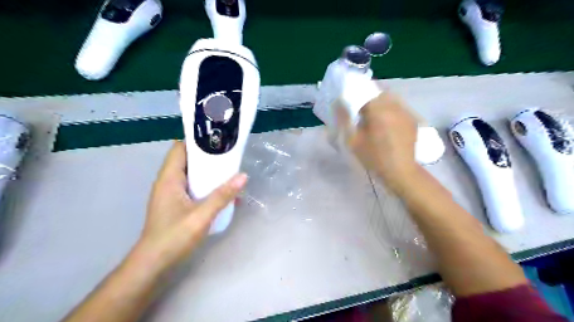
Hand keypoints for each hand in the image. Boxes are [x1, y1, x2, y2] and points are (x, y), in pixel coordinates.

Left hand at [133, 140, 247, 273]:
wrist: (154, 264)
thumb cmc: (173, 237)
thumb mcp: (201, 216)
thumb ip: (222, 195)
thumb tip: (243, 176)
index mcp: (169, 178)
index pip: (180, 148)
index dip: (197, 141)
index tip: (218, 139)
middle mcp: (169, 182)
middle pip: (188, 159)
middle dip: (208, 156)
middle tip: (230, 154)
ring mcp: (172, 193)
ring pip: (192, 174)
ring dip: (209, 171)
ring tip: (230, 169)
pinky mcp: (177, 203)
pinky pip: (193, 187)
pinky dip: (206, 185)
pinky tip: (223, 192)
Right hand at [345, 92, 419, 195]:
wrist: (400, 171)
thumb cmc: (374, 158)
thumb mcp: (354, 141)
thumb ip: (345, 119)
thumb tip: (339, 102)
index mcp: (378, 110)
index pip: (365, 90)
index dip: (356, 93)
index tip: (350, 102)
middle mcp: (394, 106)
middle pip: (379, 92)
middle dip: (369, 96)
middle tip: (361, 110)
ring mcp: (406, 111)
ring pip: (391, 98)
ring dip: (380, 102)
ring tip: (374, 116)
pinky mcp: (412, 119)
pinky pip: (399, 106)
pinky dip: (390, 109)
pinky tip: (386, 122)